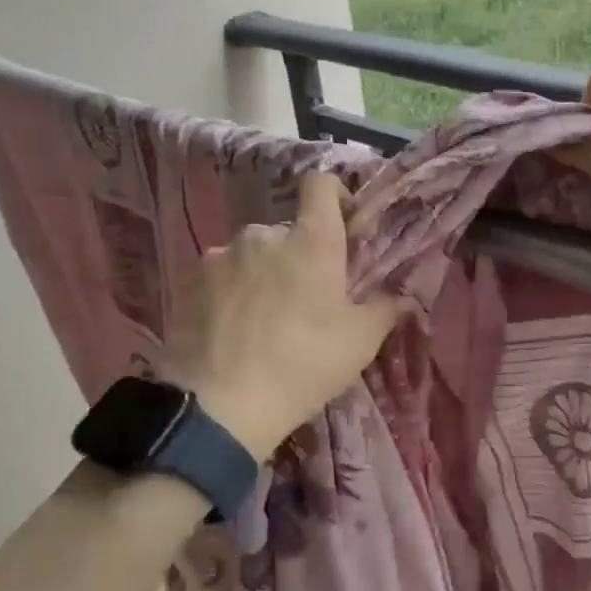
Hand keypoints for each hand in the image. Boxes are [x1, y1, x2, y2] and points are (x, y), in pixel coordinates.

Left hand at [157, 173, 405, 461]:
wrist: (218, 406)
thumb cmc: (303, 365)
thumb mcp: (360, 342)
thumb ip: (385, 308)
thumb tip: (401, 295)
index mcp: (311, 240)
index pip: (321, 184)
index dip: (334, 196)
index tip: (344, 226)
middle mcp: (264, 234)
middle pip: (288, 231)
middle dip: (299, 256)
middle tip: (306, 300)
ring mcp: (221, 256)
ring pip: (252, 255)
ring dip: (263, 275)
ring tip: (264, 322)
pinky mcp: (189, 282)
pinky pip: (221, 277)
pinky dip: (231, 293)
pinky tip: (233, 332)